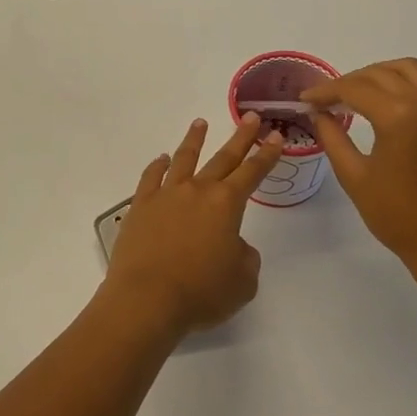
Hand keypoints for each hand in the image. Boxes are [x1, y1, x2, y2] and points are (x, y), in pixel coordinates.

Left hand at [101, 114, 284, 337]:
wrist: (147, 298)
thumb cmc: (201, 292)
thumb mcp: (242, 281)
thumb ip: (245, 257)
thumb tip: (233, 244)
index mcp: (226, 204)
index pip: (252, 172)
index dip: (267, 154)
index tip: (276, 136)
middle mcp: (197, 190)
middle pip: (223, 158)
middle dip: (240, 138)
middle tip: (250, 117)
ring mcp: (165, 195)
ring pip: (183, 159)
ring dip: (194, 140)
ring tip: (200, 123)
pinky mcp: (140, 206)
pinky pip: (151, 177)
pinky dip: (158, 166)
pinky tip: (162, 160)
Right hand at [301, 59, 416, 274]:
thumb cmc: (397, 215)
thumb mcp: (354, 177)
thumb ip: (333, 138)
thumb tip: (319, 114)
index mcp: (398, 116)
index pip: (354, 89)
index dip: (325, 91)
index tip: (305, 99)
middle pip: (379, 74)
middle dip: (348, 82)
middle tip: (325, 100)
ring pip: (409, 69)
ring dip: (379, 73)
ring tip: (358, 92)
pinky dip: (409, 82)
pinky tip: (393, 99)